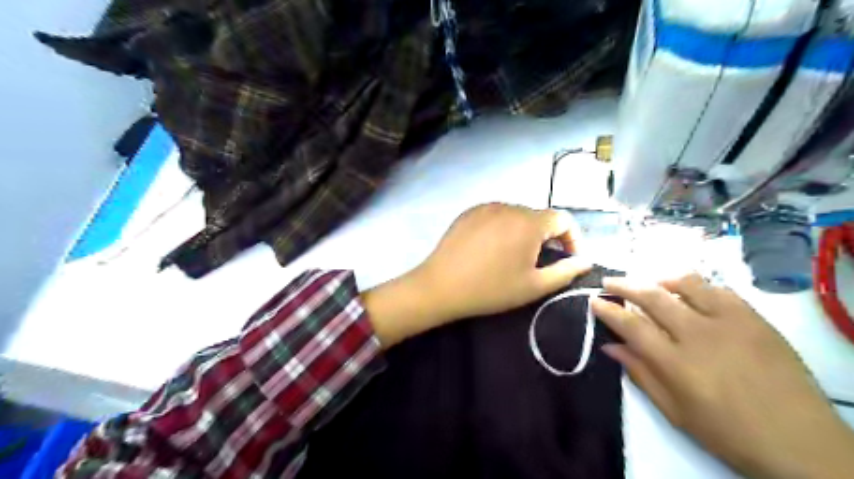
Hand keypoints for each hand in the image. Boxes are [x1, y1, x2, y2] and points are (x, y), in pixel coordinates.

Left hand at [363, 201, 591, 347]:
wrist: (441, 286)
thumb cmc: (491, 289)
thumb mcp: (533, 286)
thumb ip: (565, 271)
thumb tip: (585, 261)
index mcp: (529, 222)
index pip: (564, 219)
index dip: (573, 238)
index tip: (568, 259)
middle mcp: (509, 206)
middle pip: (539, 216)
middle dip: (547, 237)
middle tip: (539, 261)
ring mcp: (486, 207)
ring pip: (516, 215)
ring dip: (524, 231)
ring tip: (514, 256)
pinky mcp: (468, 212)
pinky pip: (495, 215)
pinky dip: (502, 227)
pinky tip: (491, 248)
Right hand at [592, 273, 853, 478]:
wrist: (801, 442)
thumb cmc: (728, 432)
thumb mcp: (675, 411)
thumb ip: (640, 374)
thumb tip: (610, 346)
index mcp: (676, 363)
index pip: (631, 325)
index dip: (608, 310)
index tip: (594, 300)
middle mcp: (698, 335)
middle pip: (652, 297)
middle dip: (625, 285)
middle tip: (610, 281)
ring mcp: (730, 323)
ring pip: (686, 284)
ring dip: (660, 279)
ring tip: (650, 282)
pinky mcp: (755, 319)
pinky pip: (720, 290)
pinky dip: (699, 286)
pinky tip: (691, 292)